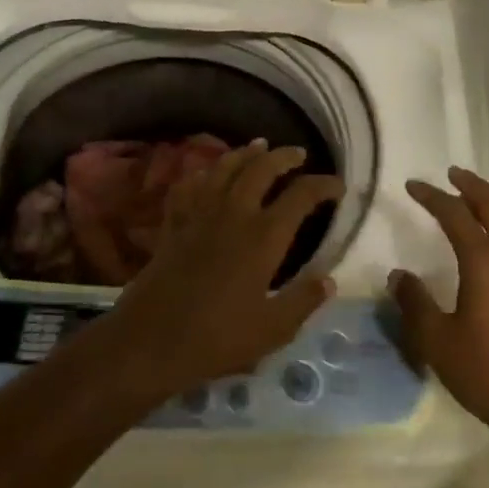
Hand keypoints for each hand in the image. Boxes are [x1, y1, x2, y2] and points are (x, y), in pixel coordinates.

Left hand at [99, 140, 342, 403]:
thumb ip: (303, 301)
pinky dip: (201, 173)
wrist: (151, 341)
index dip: (323, 185)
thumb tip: (329, 279)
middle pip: (261, 168)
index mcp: (264, 236)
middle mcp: (233, 214)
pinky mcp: (173, 224)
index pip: (301, 195)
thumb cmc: (217, 338)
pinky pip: (189, 186)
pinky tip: (206, 173)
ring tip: (258, 147)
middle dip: (283, 156)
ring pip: (224, 168)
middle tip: (298, 154)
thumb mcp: (273, 329)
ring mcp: (199, 215)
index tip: (337, 186)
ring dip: (244, 154)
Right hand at [388, 168, 488, 435]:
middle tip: (451, 175)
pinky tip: (486, 251)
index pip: (455, 215)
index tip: (412, 186)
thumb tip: (399, 275)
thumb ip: (414, 303)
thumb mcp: (437, 340)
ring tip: (468, 204)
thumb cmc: (487, 371)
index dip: (432, 196)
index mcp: (484, 262)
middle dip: (472, 186)